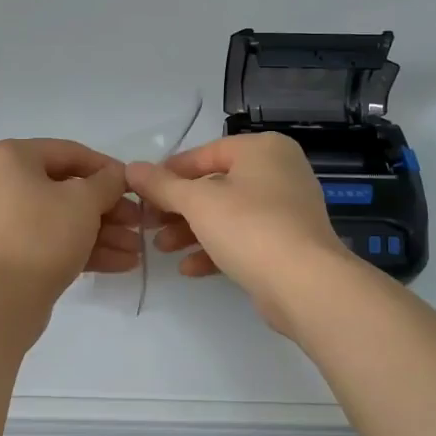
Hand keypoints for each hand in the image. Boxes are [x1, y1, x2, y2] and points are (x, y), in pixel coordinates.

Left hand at [0, 138, 139, 306]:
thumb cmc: (41, 234)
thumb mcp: (84, 201)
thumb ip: (107, 182)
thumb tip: (116, 176)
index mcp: (9, 157)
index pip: (69, 152)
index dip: (108, 169)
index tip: (135, 187)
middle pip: (65, 189)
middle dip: (108, 209)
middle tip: (138, 223)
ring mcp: (0, 222)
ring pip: (60, 219)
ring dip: (102, 232)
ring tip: (136, 249)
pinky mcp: (7, 254)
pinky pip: (49, 241)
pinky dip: (82, 249)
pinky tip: (121, 263)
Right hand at [127, 133, 352, 334]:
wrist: (305, 285)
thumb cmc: (250, 227)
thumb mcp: (197, 202)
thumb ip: (161, 185)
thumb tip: (131, 168)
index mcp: (263, 149)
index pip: (205, 153)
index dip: (169, 173)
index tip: (142, 192)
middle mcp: (279, 171)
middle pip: (215, 185)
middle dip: (178, 208)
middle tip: (148, 225)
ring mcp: (286, 209)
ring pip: (227, 214)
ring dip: (191, 231)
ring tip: (161, 249)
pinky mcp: (287, 243)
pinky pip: (243, 238)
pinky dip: (216, 249)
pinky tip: (189, 268)